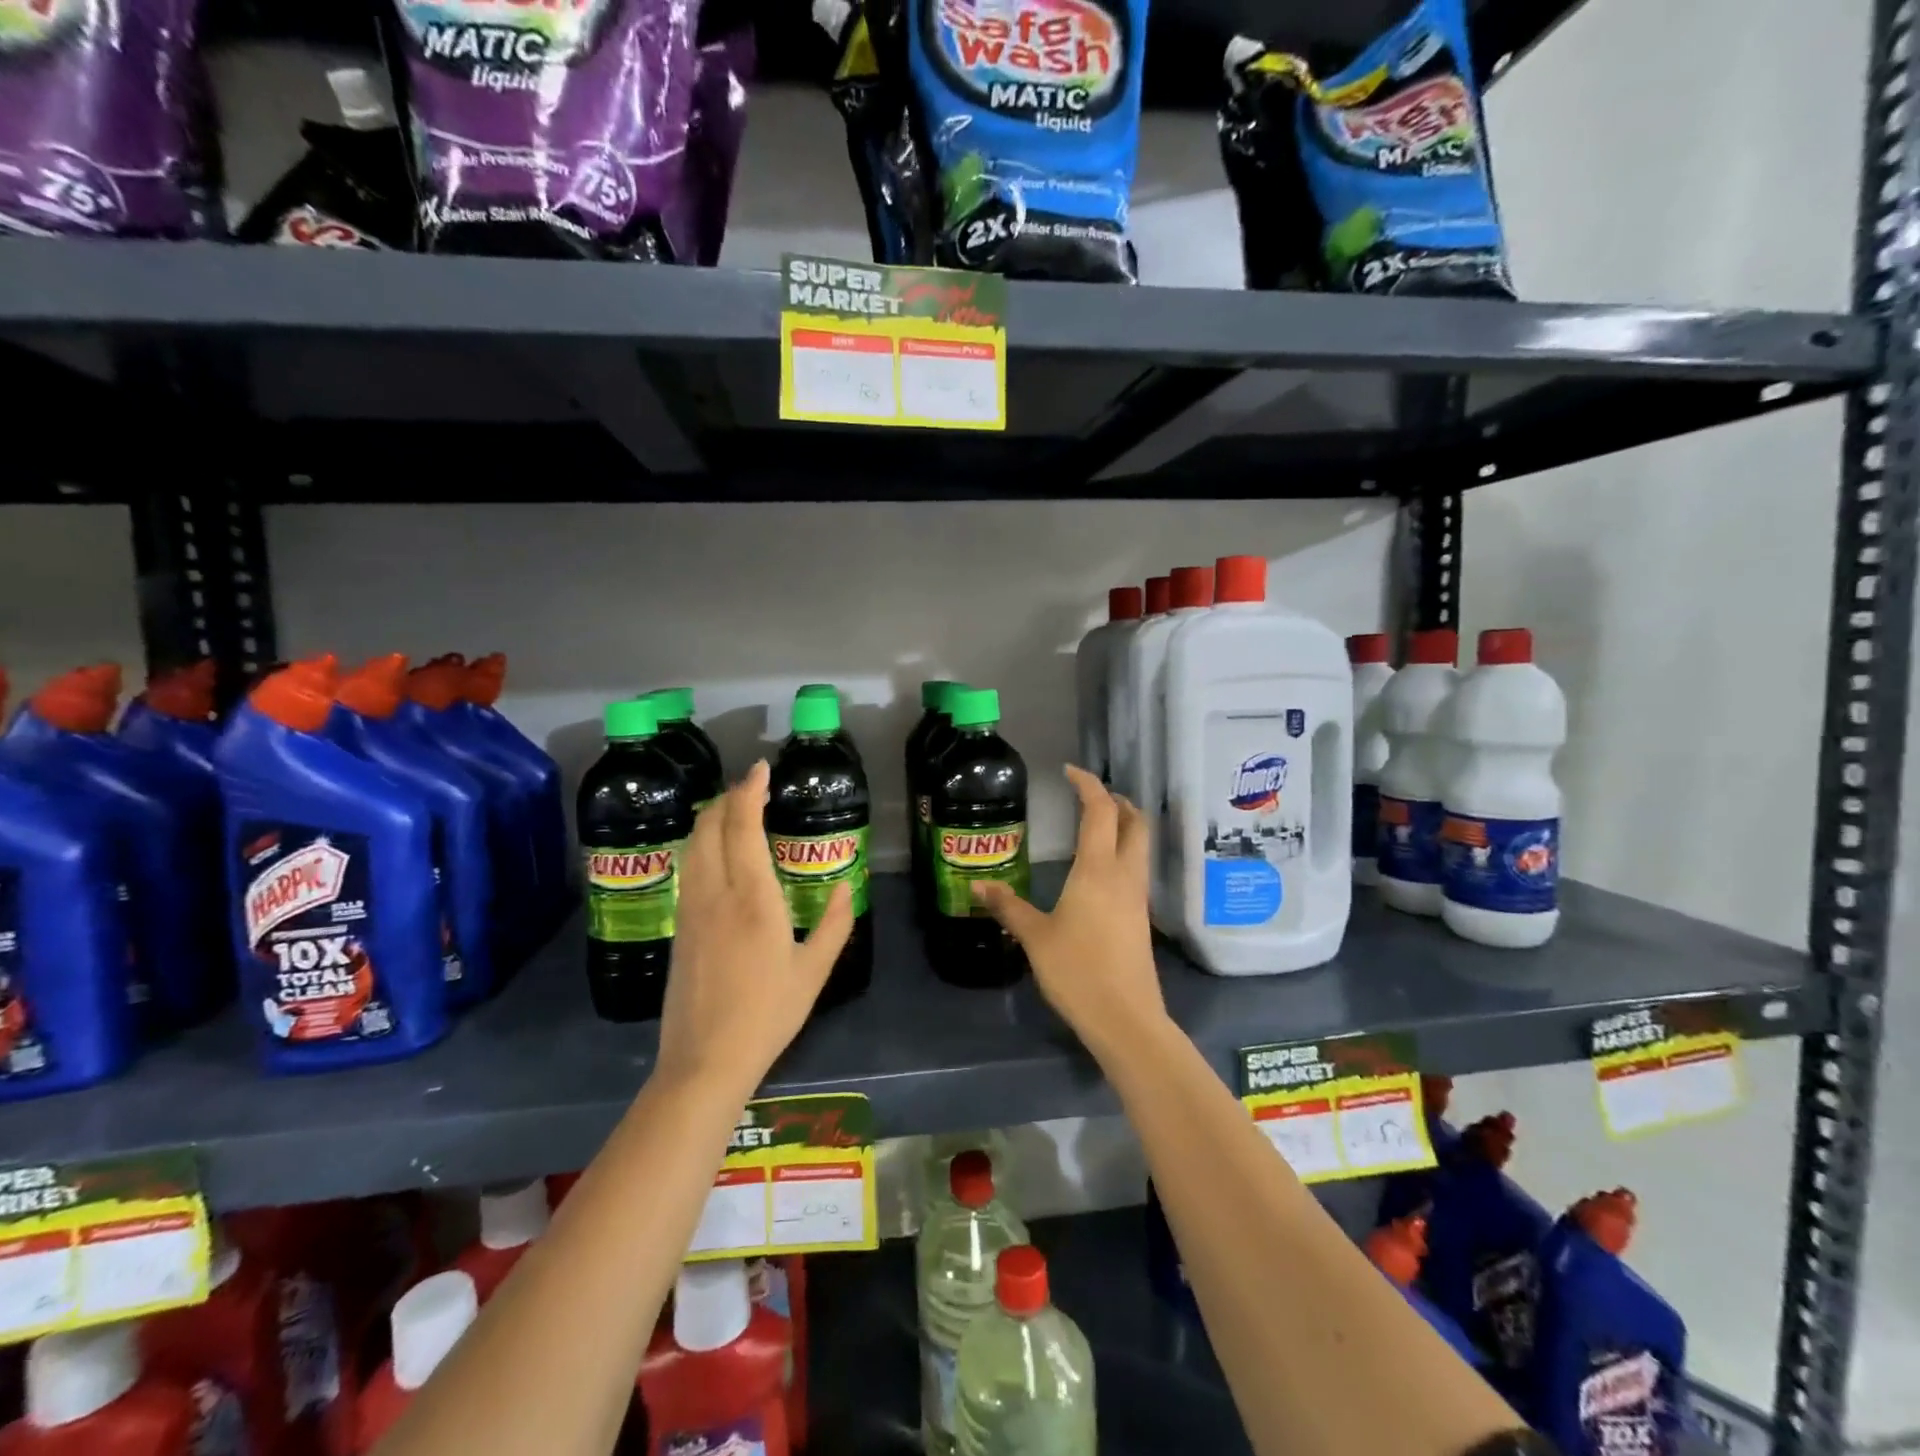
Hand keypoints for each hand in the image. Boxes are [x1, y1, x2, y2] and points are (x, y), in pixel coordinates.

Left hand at [658, 761, 853, 1096]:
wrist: (705, 1060)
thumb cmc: (768, 1014)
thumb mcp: (814, 971)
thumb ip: (835, 923)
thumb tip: (843, 885)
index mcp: (752, 898)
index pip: (743, 828)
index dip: (750, 792)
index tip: (762, 769)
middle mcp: (715, 893)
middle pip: (709, 827)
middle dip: (728, 798)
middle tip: (752, 786)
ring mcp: (691, 909)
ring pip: (692, 846)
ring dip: (711, 818)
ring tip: (733, 810)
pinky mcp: (679, 926)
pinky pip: (688, 867)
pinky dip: (701, 844)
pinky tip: (715, 852)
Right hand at [972, 765, 1168, 1060]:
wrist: (1126, 1019)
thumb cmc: (1077, 971)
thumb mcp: (1035, 937)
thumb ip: (1008, 908)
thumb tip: (978, 887)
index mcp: (1098, 869)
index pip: (1100, 811)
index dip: (1088, 785)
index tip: (1069, 772)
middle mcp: (1124, 875)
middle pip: (1135, 822)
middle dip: (1117, 801)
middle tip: (1091, 796)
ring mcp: (1137, 897)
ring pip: (1140, 846)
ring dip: (1124, 826)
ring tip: (1096, 825)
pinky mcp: (1141, 918)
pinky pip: (1136, 870)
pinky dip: (1123, 853)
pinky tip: (1100, 871)